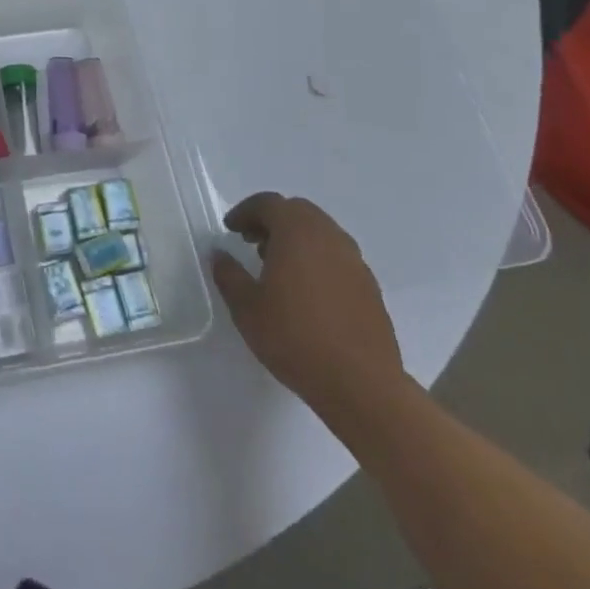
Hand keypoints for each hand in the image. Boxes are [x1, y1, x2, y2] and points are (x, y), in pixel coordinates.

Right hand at [212, 193, 406, 420]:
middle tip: (252, 243)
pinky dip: (317, 260)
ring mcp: (355, 262)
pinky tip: (306, 292)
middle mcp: (329, 237)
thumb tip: (220, 254)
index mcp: (297, 232)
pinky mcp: (370, 287)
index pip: (269, 203)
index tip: (231, 229)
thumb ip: (229, 274)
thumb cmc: (294, 338)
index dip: (245, 212)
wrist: (361, 385)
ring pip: (321, 233)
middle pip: (298, 212)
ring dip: (296, 239)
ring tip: (277, 267)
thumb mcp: (246, 307)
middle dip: (272, 221)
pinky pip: (337, 257)